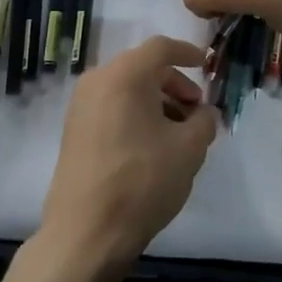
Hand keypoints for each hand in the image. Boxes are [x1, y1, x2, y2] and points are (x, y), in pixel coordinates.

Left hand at [39, 35, 217, 268]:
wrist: (86, 233)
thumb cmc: (142, 180)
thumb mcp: (189, 149)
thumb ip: (204, 120)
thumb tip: (203, 113)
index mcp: (125, 74)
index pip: (161, 47)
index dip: (188, 52)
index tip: (207, 65)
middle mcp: (98, 81)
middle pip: (143, 68)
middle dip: (175, 83)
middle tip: (197, 110)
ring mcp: (81, 106)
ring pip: (127, 89)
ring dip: (157, 101)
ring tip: (179, 133)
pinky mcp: (74, 131)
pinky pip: (112, 107)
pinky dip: (136, 114)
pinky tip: (153, 145)